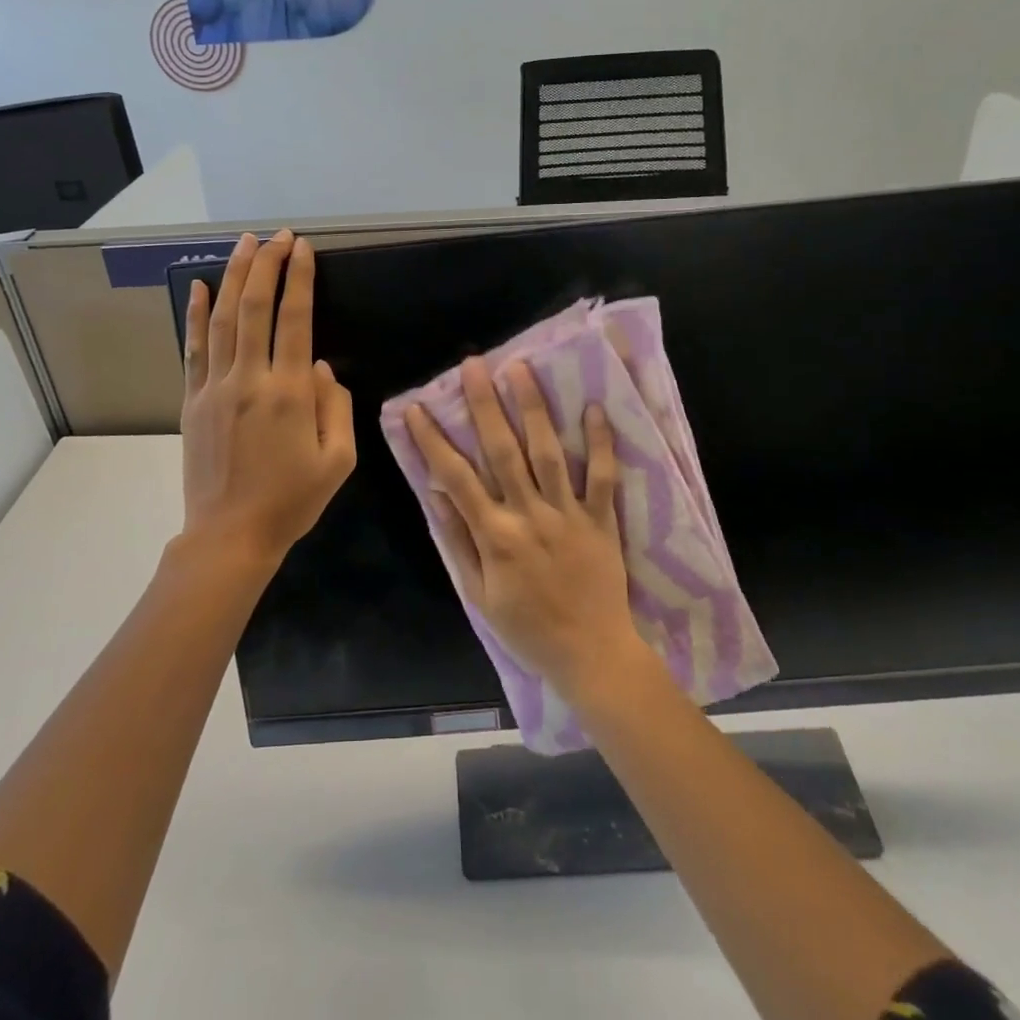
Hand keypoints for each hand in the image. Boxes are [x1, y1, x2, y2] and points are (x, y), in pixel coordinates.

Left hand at [180, 229, 355, 568]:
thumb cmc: (291, 501)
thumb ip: (336, 407)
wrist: (230, 536)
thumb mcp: (338, 461)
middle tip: (277, 235)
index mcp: (290, 393)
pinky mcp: (192, 401)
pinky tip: (195, 285)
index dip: (299, 279)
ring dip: (233, 276)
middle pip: (255, 307)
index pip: (295, 320)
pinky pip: (193, 348)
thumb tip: (321, 366)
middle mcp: (250, 380)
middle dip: (267, 265)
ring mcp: (215, 388)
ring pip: (222, 319)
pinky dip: (194, 314)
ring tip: (244, 243)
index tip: (302, 248)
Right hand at [405, 359, 645, 701]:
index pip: (456, 478)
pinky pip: (602, 477)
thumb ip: (458, 541)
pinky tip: (591, 408)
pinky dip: (599, 443)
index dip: (433, 440)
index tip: (417, 408)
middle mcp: (529, 515)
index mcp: (494, 536)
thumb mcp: (479, 595)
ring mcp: (568, 514)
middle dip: (485, 405)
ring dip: (533, 409)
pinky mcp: (601, 519)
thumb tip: (436, 494)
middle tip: (474, 365)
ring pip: (547, 453)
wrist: (591, 655)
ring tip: (521, 369)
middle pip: (502, 451)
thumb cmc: (528, 628)